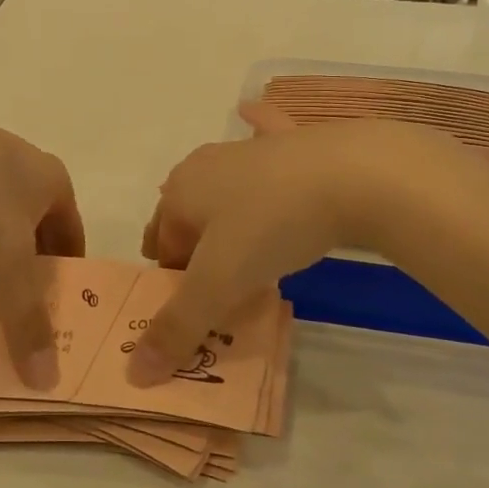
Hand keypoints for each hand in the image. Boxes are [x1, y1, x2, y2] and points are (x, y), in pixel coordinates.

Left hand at [0, 97, 83, 388]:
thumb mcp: (7, 260)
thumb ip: (27, 318)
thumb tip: (45, 380)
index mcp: (53, 179)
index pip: (74, 232)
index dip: (70, 269)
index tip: (60, 304)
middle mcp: (26, 161)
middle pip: (39, 222)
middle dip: (33, 260)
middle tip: (20, 300)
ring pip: (2, 211)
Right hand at [130, 104, 478, 385]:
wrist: (352, 174)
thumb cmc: (271, 227)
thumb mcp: (219, 285)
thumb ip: (176, 329)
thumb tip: (135, 374)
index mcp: (179, 193)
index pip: (160, 247)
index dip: (173, 283)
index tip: (201, 311)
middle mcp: (205, 164)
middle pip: (187, 216)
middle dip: (194, 249)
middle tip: (221, 287)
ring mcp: (248, 147)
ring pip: (223, 186)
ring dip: (224, 212)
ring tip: (247, 246)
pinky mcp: (290, 139)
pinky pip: (263, 133)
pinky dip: (255, 127)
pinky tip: (249, 113)